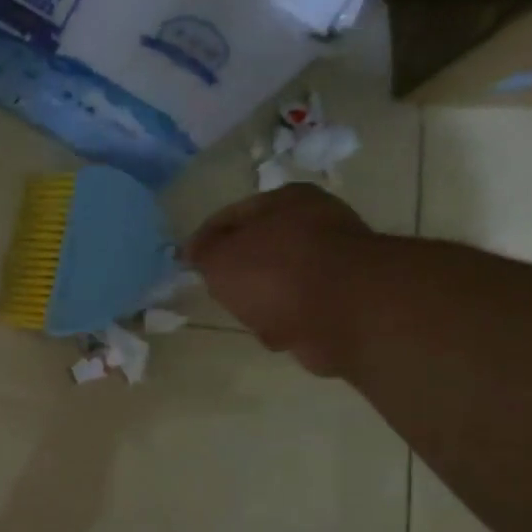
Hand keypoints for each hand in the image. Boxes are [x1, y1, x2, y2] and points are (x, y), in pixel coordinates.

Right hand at [184, 184, 375, 376]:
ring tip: (252, 316)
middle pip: (258, 251)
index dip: (204, 239)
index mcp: (286, 200)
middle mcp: (315, 224)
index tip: (187, 264)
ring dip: (261, 303)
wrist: (344, 312)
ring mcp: (334, 263)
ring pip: (277, 283)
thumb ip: (202, 251)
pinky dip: (286, 323)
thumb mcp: (219, 257)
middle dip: (237, 275)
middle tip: (221, 291)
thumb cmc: (274, 272)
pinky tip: (280, 332)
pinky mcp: (344, 300)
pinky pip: (299, 311)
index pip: (231, 215)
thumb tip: (196, 250)